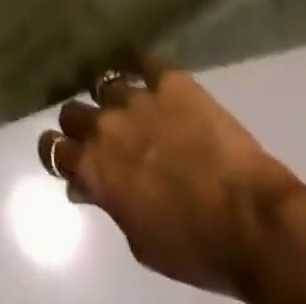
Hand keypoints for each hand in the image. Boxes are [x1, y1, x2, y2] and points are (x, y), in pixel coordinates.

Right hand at [39, 55, 303, 296]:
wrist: (253, 222)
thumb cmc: (197, 247)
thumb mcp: (142, 244)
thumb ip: (109, 207)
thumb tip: (87, 189)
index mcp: (95, 167)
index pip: (52, 147)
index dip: (55, 150)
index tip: (66, 155)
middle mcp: (105, 125)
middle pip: (72, 110)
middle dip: (80, 122)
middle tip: (98, 135)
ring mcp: (136, 97)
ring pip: (105, 84)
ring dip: (111, 98)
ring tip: (125, 104)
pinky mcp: (168, 80)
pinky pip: (140, 58)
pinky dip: (135, 62)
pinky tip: (137, 66)